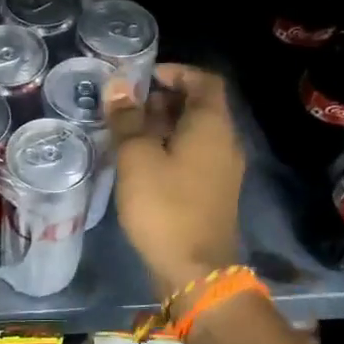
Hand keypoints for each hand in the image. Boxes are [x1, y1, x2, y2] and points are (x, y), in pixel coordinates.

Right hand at [104, 64, 244, 298]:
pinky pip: (193, 157)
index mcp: (212, 127)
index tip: (145, 77)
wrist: (195, 271)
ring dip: (164, 127)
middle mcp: (225, 143)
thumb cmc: (165, 206)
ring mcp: (222, 170)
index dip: (177, 72)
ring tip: (127, 133)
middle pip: (200, 107)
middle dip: (164, 100)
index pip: (205, 81)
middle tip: (127, 106)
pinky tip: (140, 164)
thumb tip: (118, 84)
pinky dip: (169, 150)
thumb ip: (127, 119)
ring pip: (194, 134)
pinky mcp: (213, 193)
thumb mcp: (136, 158)